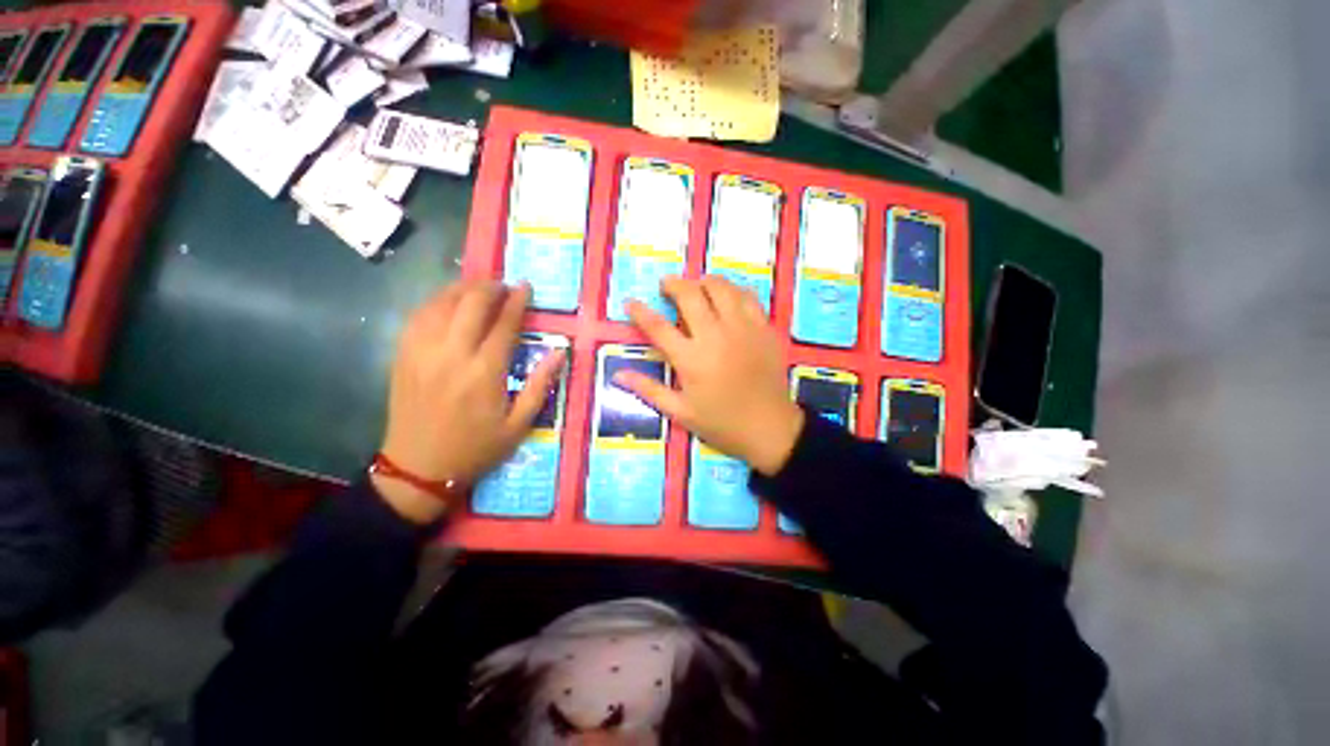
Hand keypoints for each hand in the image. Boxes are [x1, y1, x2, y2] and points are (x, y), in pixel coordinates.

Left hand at [376, 281, 563, 522]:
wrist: (418, 468)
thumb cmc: (476, 448)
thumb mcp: (519, 425)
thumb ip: (539, 385)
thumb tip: (559, 353)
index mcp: (484, 373)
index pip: (503, 324)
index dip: (517, 302)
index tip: (526, 286)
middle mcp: (451, 355)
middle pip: (470, 305)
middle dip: (490, 287)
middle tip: (504, 285)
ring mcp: (421, 353)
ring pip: (440, 304)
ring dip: (462, 289)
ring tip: (479, 287)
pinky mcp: (402, 356)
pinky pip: (417, 316)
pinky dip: (436, 302)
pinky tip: (447, 302)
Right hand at [618, 277, 803, 475]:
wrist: (770, 427)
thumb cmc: (721, 422)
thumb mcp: (680, 411)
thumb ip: (648, 389)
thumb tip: (617, 375)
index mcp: (691, 359)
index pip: (657, 326)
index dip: (639, 311)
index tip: (630, 302)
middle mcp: (715, 336)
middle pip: (690, 295)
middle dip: (673, 284)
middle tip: (666, 287)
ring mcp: (743, 329)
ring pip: (721, 288)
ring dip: (703, 282)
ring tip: (696, 287)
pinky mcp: (764, 328)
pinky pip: (748, 297)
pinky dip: (733, 290)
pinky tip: (727, 297)